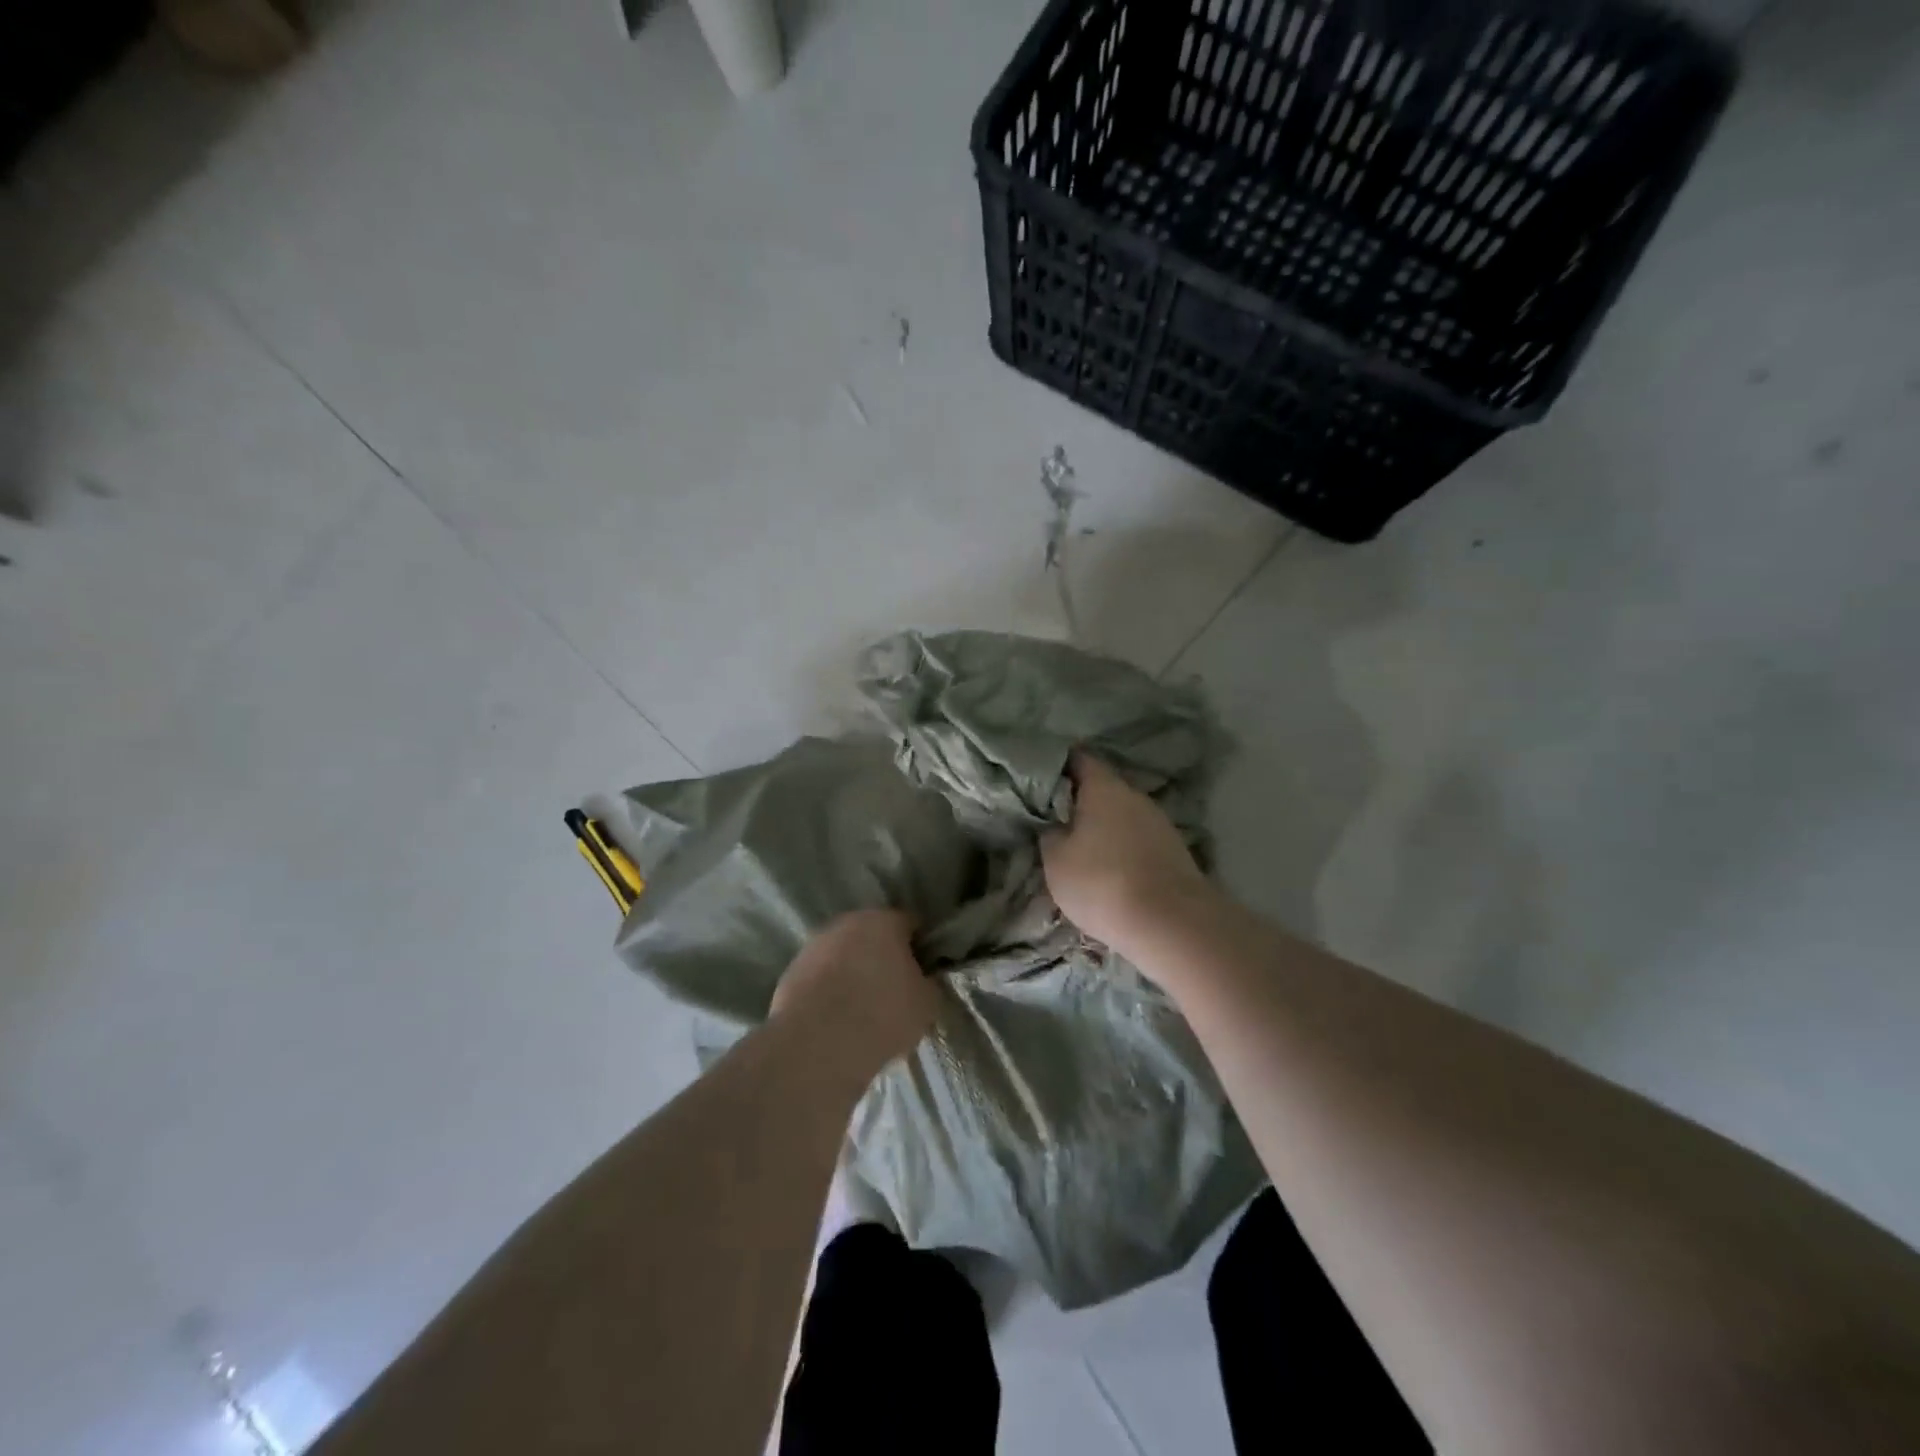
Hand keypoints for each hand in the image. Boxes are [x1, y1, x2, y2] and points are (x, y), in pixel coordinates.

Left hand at [770, 909, 937, 1067]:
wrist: (817, 1045)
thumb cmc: (882, 1015)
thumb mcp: (926, 1004)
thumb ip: (928, 984)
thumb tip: (922, 980)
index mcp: (883, 921)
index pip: (909, 923)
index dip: (918, 946)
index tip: (922, 971)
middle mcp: (846, 923)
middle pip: (872, 935)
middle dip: (882, 956)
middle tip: (893, 990)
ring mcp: (814, 946)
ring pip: (842, 955)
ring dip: (852, 972)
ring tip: (861, 1009)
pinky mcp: (790, 972)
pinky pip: (820, 977)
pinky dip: (828, 991)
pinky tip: (835, 1019)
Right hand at [1042, 752, 1217, 962]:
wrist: (1171, 924)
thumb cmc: (1102, 883)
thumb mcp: (1056, 860)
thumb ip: (1050, 833)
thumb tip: (1053, 823)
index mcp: (1104, 787)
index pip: (1079, 759)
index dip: (1058, 765)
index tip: (1040, 778)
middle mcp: (1135, 796)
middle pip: (1103, 788)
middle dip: (1080, 800)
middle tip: (1055, 818)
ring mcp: (1160, 823)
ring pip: (1122, 815)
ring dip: (1103, 827)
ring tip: (1081, 848)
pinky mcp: (1174, 851)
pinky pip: (1138, 839)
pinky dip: (1122, 848)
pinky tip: (1110, 870)